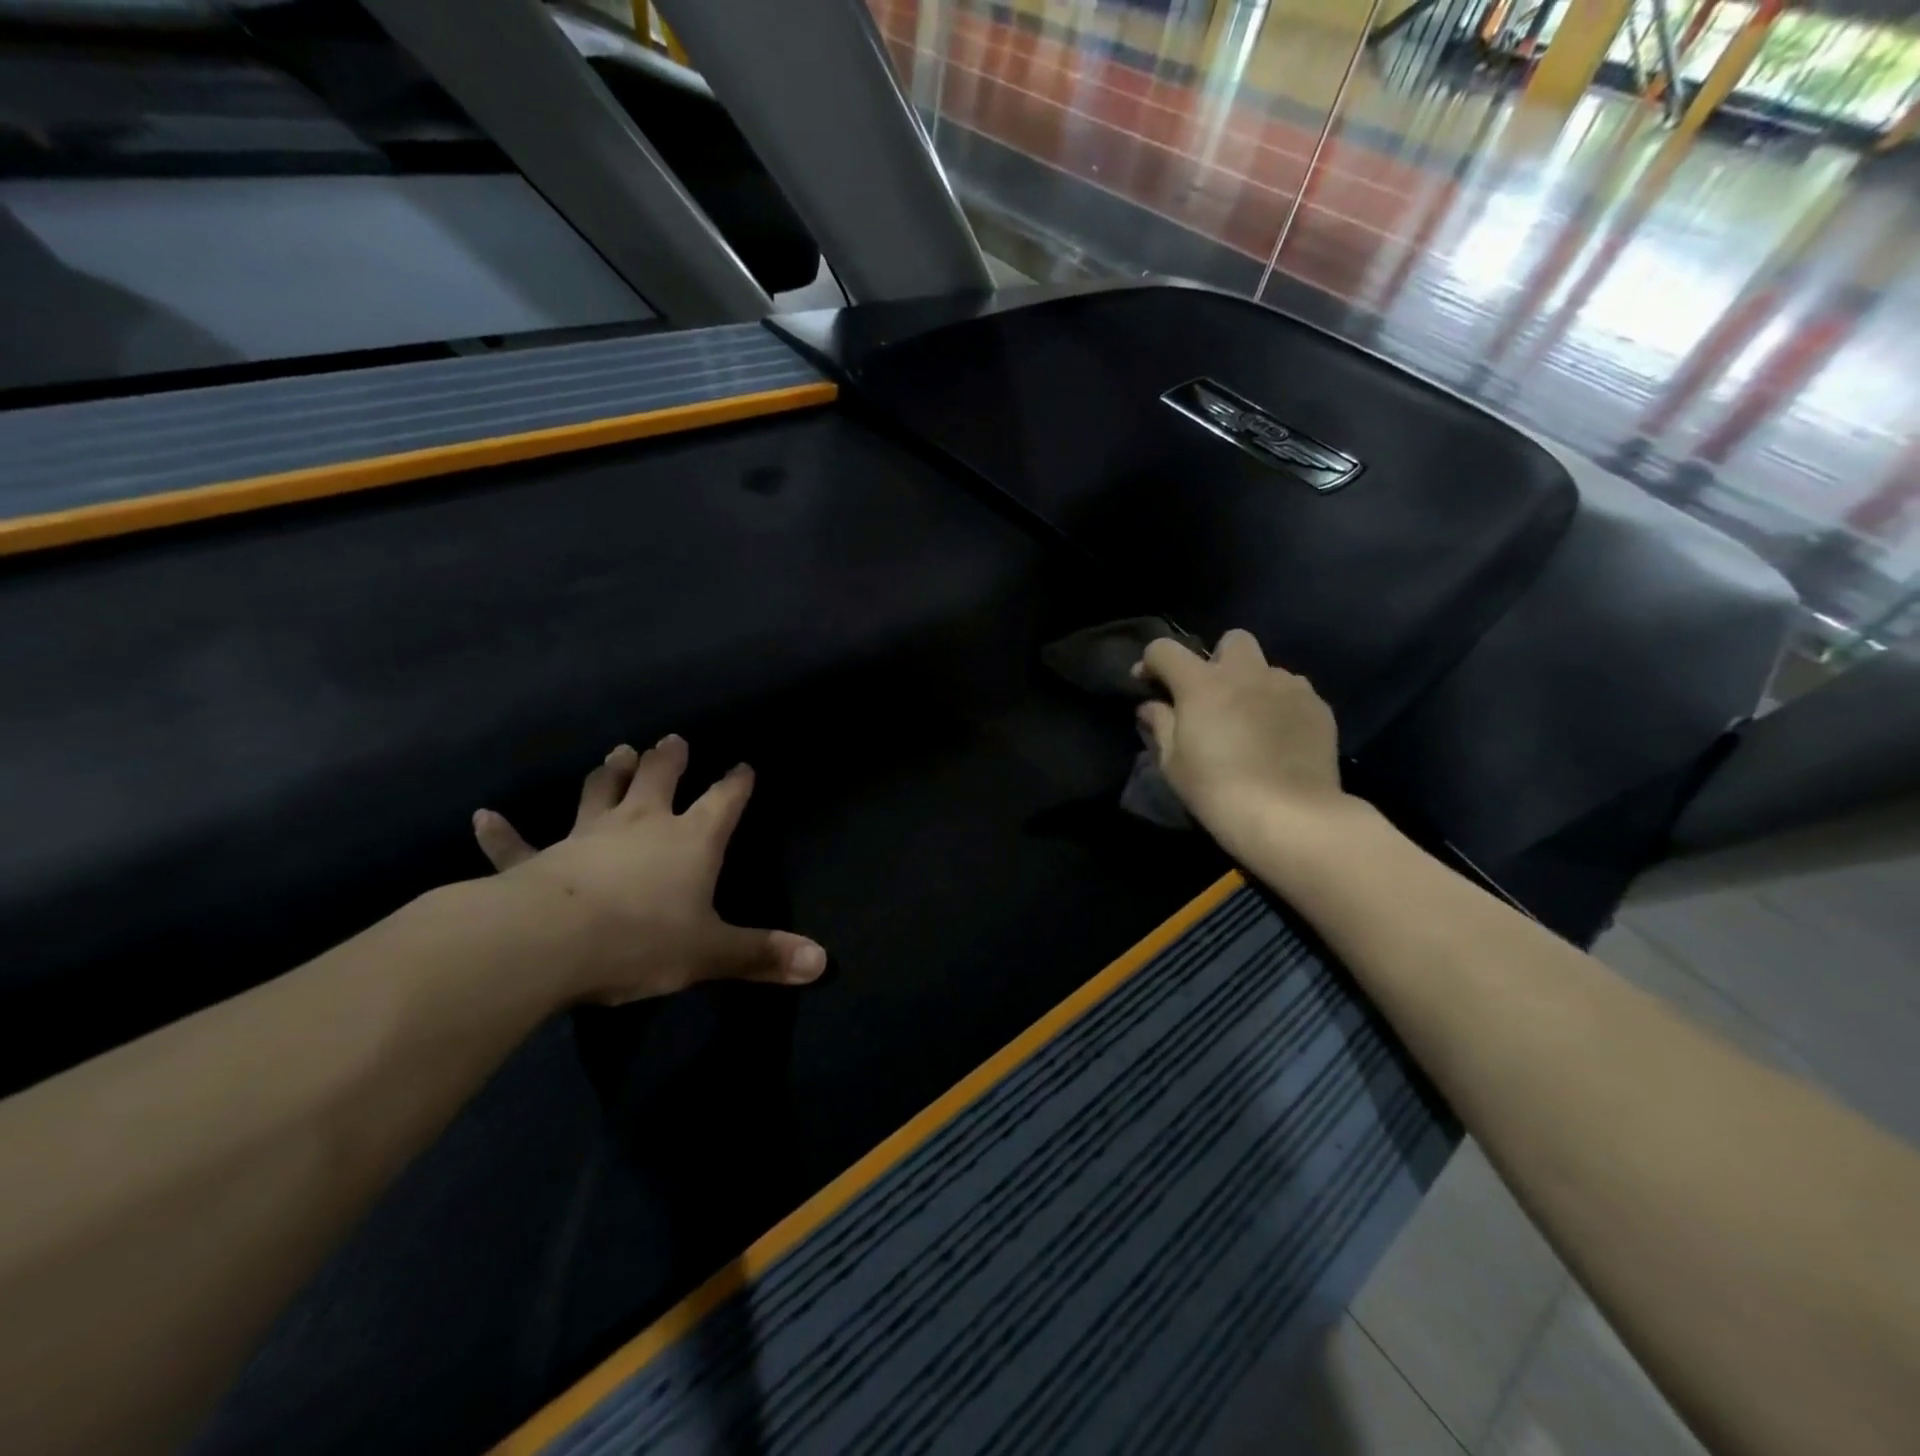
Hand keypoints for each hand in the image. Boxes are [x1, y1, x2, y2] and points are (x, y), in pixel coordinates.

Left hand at [470, 736, 825, 1004]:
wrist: (551, 942)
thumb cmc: (642, 939)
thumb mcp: (711, 952)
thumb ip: (763, 955)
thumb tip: (822, 962)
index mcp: (690, 841)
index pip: (722, 802)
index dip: (736, 783)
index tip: (743, 766)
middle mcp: (641, 825)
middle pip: (659, 779)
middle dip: (668, 759)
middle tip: (671, 740)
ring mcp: (586, 836)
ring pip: (599, 793)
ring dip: (608, 774)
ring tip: (616, 753)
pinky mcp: (537, 861)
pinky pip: (516, 845)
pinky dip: (501, 832)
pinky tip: (483, 817)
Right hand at [1133, 628, 1352, 856]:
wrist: (1290, 816)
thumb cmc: (1217, 790)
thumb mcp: (1173, 764)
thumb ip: (1160, 725)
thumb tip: (1152, 706)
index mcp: (1202, 684)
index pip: (1165, 649)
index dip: (1151, 663)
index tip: (1148, 685)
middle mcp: (1246, 673)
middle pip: (1231, 640)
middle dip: (1217, 659)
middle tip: (1212, 696)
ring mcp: (1287, 685)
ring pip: (1266, 668)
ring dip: (1252, 684)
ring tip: (1250, 720)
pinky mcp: (1318, 705)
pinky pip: (1293, 691)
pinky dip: (1280, 705)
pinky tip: (1278, 736)